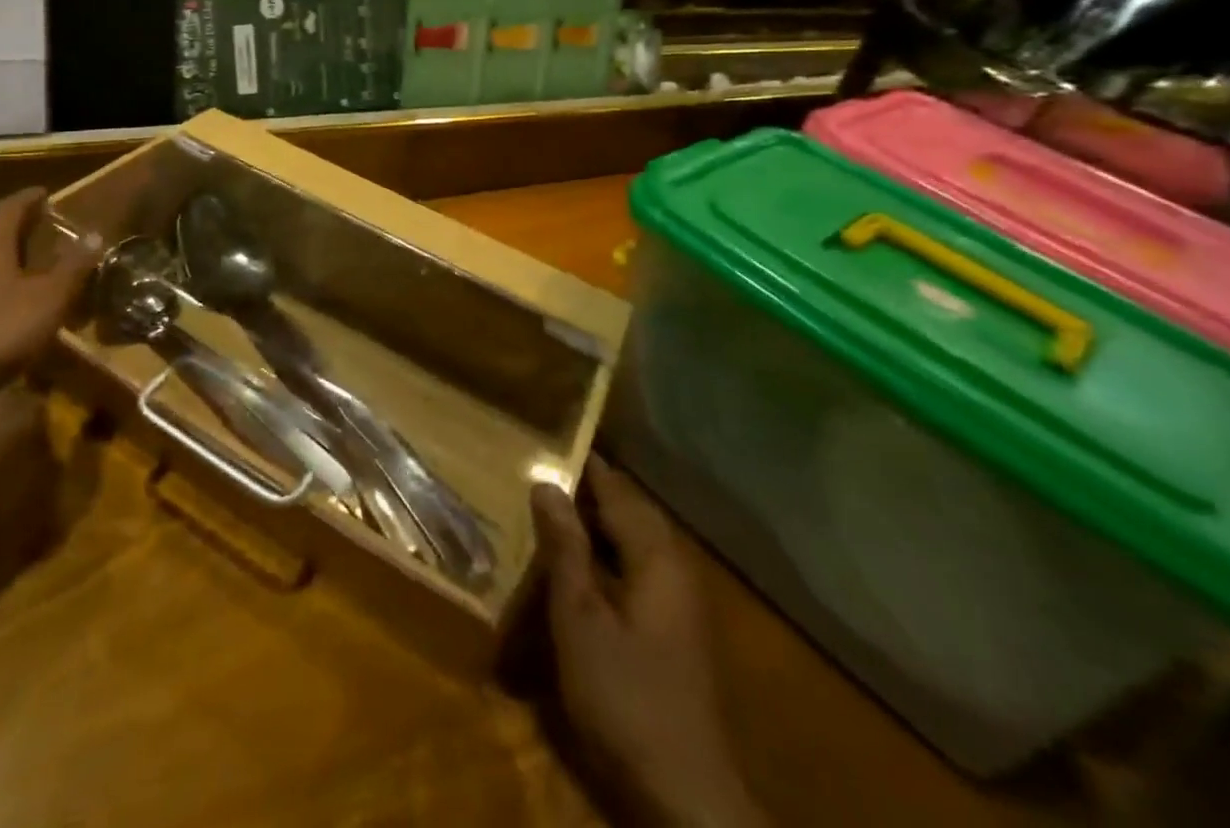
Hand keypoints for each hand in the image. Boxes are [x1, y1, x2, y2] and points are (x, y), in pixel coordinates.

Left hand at [0, 189, 95, 399]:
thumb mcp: (49, 298)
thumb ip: (73, 266)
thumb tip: (95, 234)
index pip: (9, 207)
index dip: (30, 198)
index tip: (48, 194)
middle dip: (21, 230)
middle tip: (49, 232)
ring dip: (8, 262)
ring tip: (36, 270)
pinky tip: (12, 309)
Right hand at [532, 457, 766, 827]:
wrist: (686, 794)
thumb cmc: (625, 694)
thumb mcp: (580, 617)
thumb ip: (565, 546)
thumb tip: (546, 482)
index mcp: (656, 555)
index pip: (616, 488)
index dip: (584, 463)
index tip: (548, 437)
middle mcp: (675, 567)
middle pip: (631, 510)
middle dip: (591, 488)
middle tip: (544, 469)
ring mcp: (680, 601)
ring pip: (636, 539)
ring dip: (598, 520)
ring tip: (554, 507)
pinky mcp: (675, 630)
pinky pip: (639, 567)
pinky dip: (609, 551)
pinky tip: (581, 563)